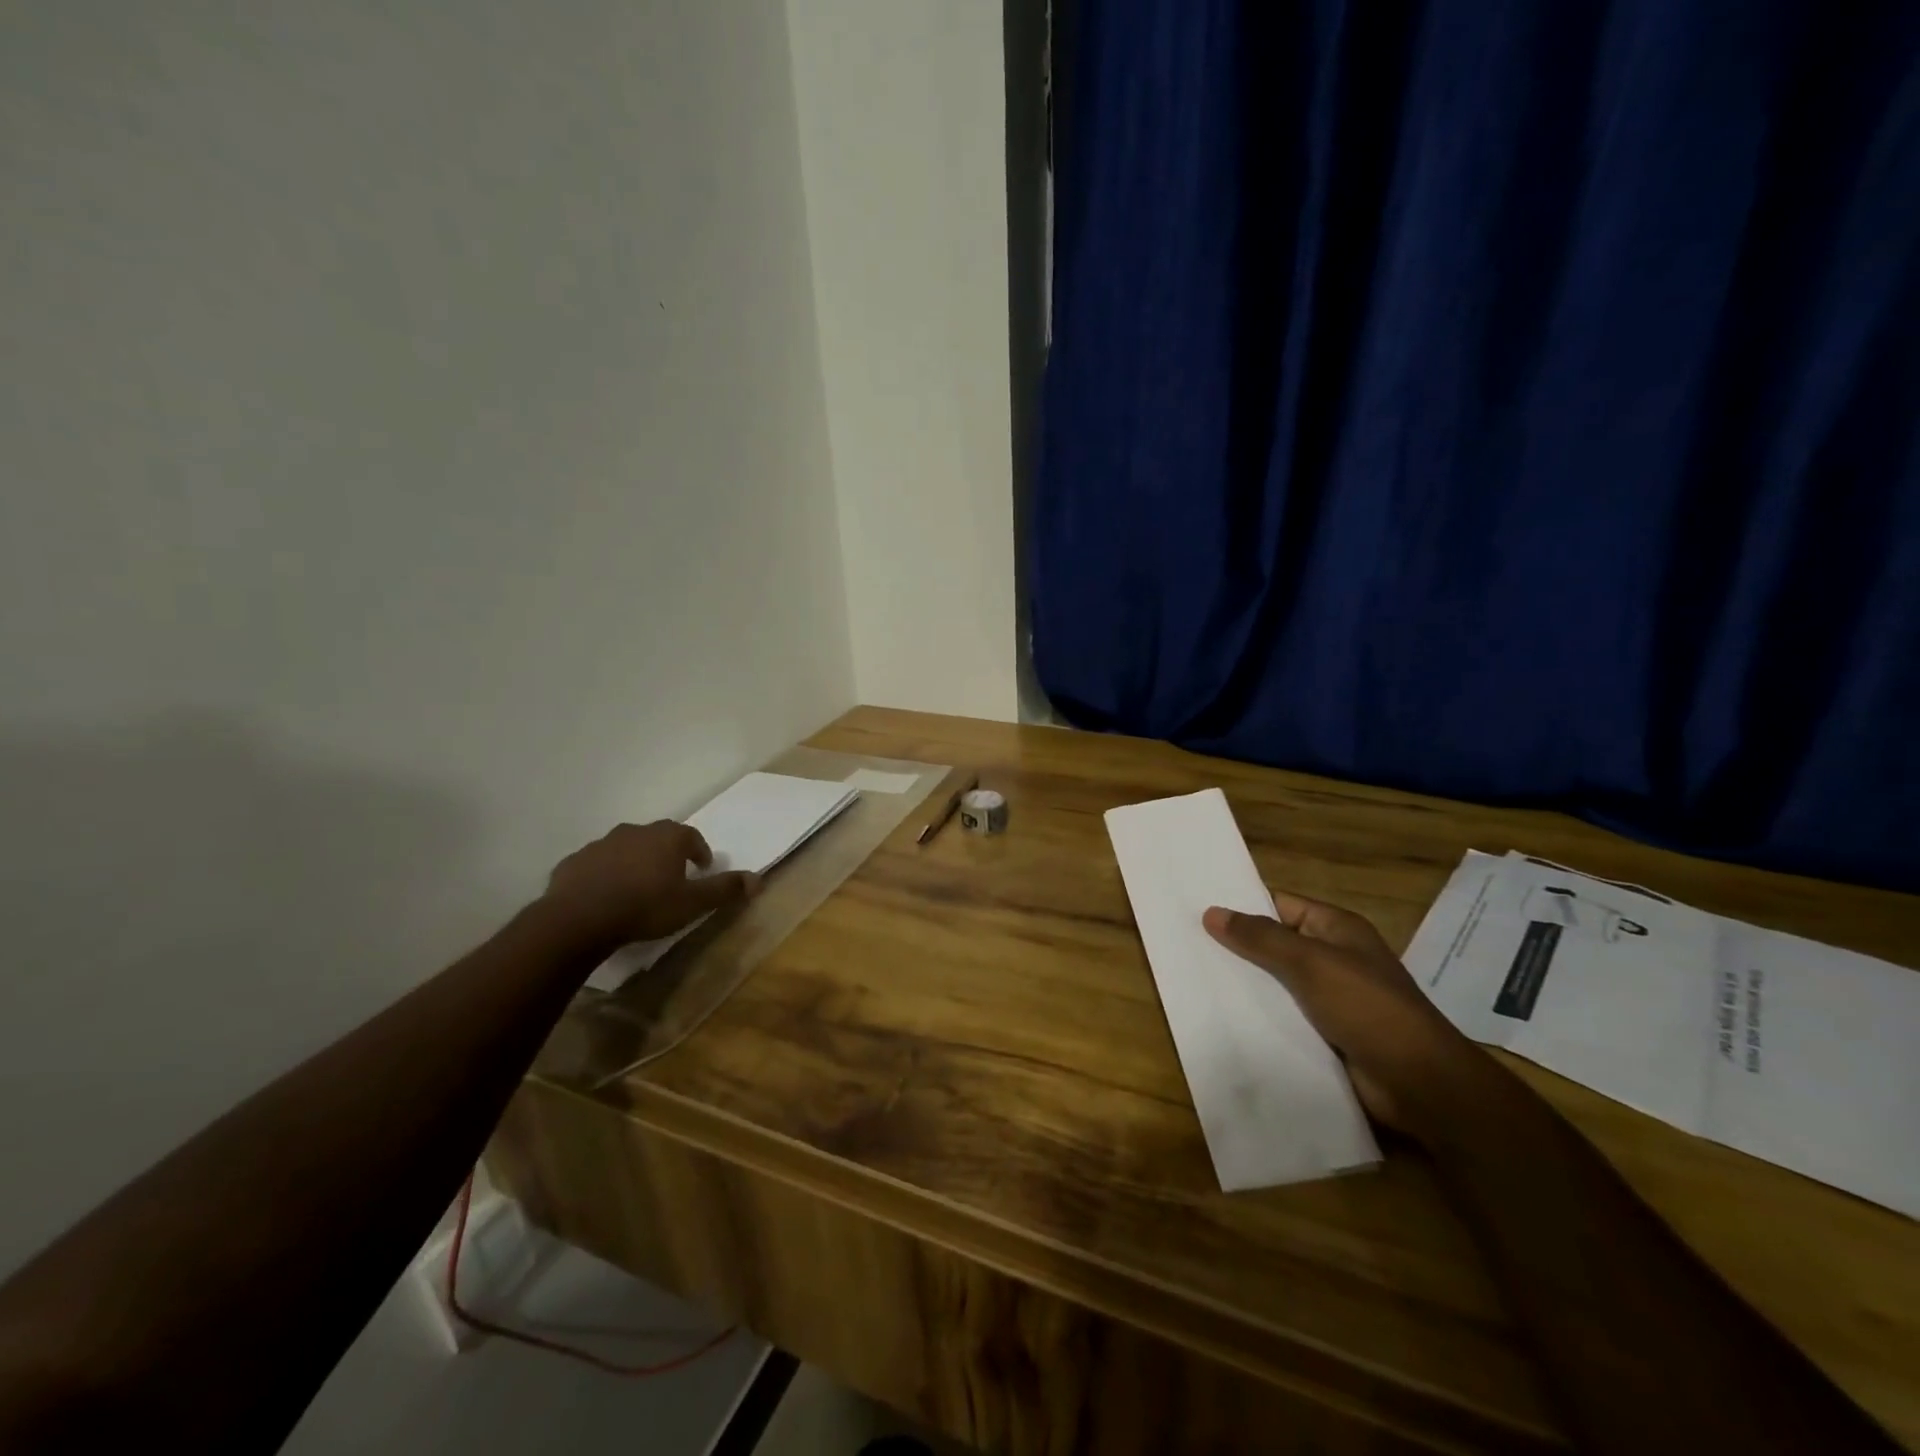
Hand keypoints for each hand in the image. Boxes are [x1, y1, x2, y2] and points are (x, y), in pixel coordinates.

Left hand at [543, 821, 758, 946]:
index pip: (691, 836)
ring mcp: (601, 844)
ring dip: (634, 862)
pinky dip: (604, 874)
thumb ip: (725, 889)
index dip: (699, 851)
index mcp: (667, 837)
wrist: (578, 919)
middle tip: (671, 877)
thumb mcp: (693, 903)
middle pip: (657, 838)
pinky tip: (604, 896)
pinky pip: (596, 865)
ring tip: (637, 888)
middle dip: (666, 854)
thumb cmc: (646, 907)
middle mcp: (635, 831)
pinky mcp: (574, 862)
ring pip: (625, 848)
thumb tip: (757, 879)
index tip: (701, 869)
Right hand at [1202, 891, 1487, 1135]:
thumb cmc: (1367, 1007)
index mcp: (1336, 929)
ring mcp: (1330, 998)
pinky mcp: (1326, 1034)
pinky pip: (1284, 1017)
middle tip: (1185, 946)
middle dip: (1236, 948)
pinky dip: (1259, 1017)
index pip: (1279, 905)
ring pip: (1275, 983)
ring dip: (1244, 986)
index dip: (1241, 906)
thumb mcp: (1310, 962)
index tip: (1197, 910)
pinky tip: (1223, 1018)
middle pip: (1274, 944)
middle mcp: (1333, 958)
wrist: (1419, 1083)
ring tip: (1194, 981)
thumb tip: (1212, 912)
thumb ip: (1260, 938)